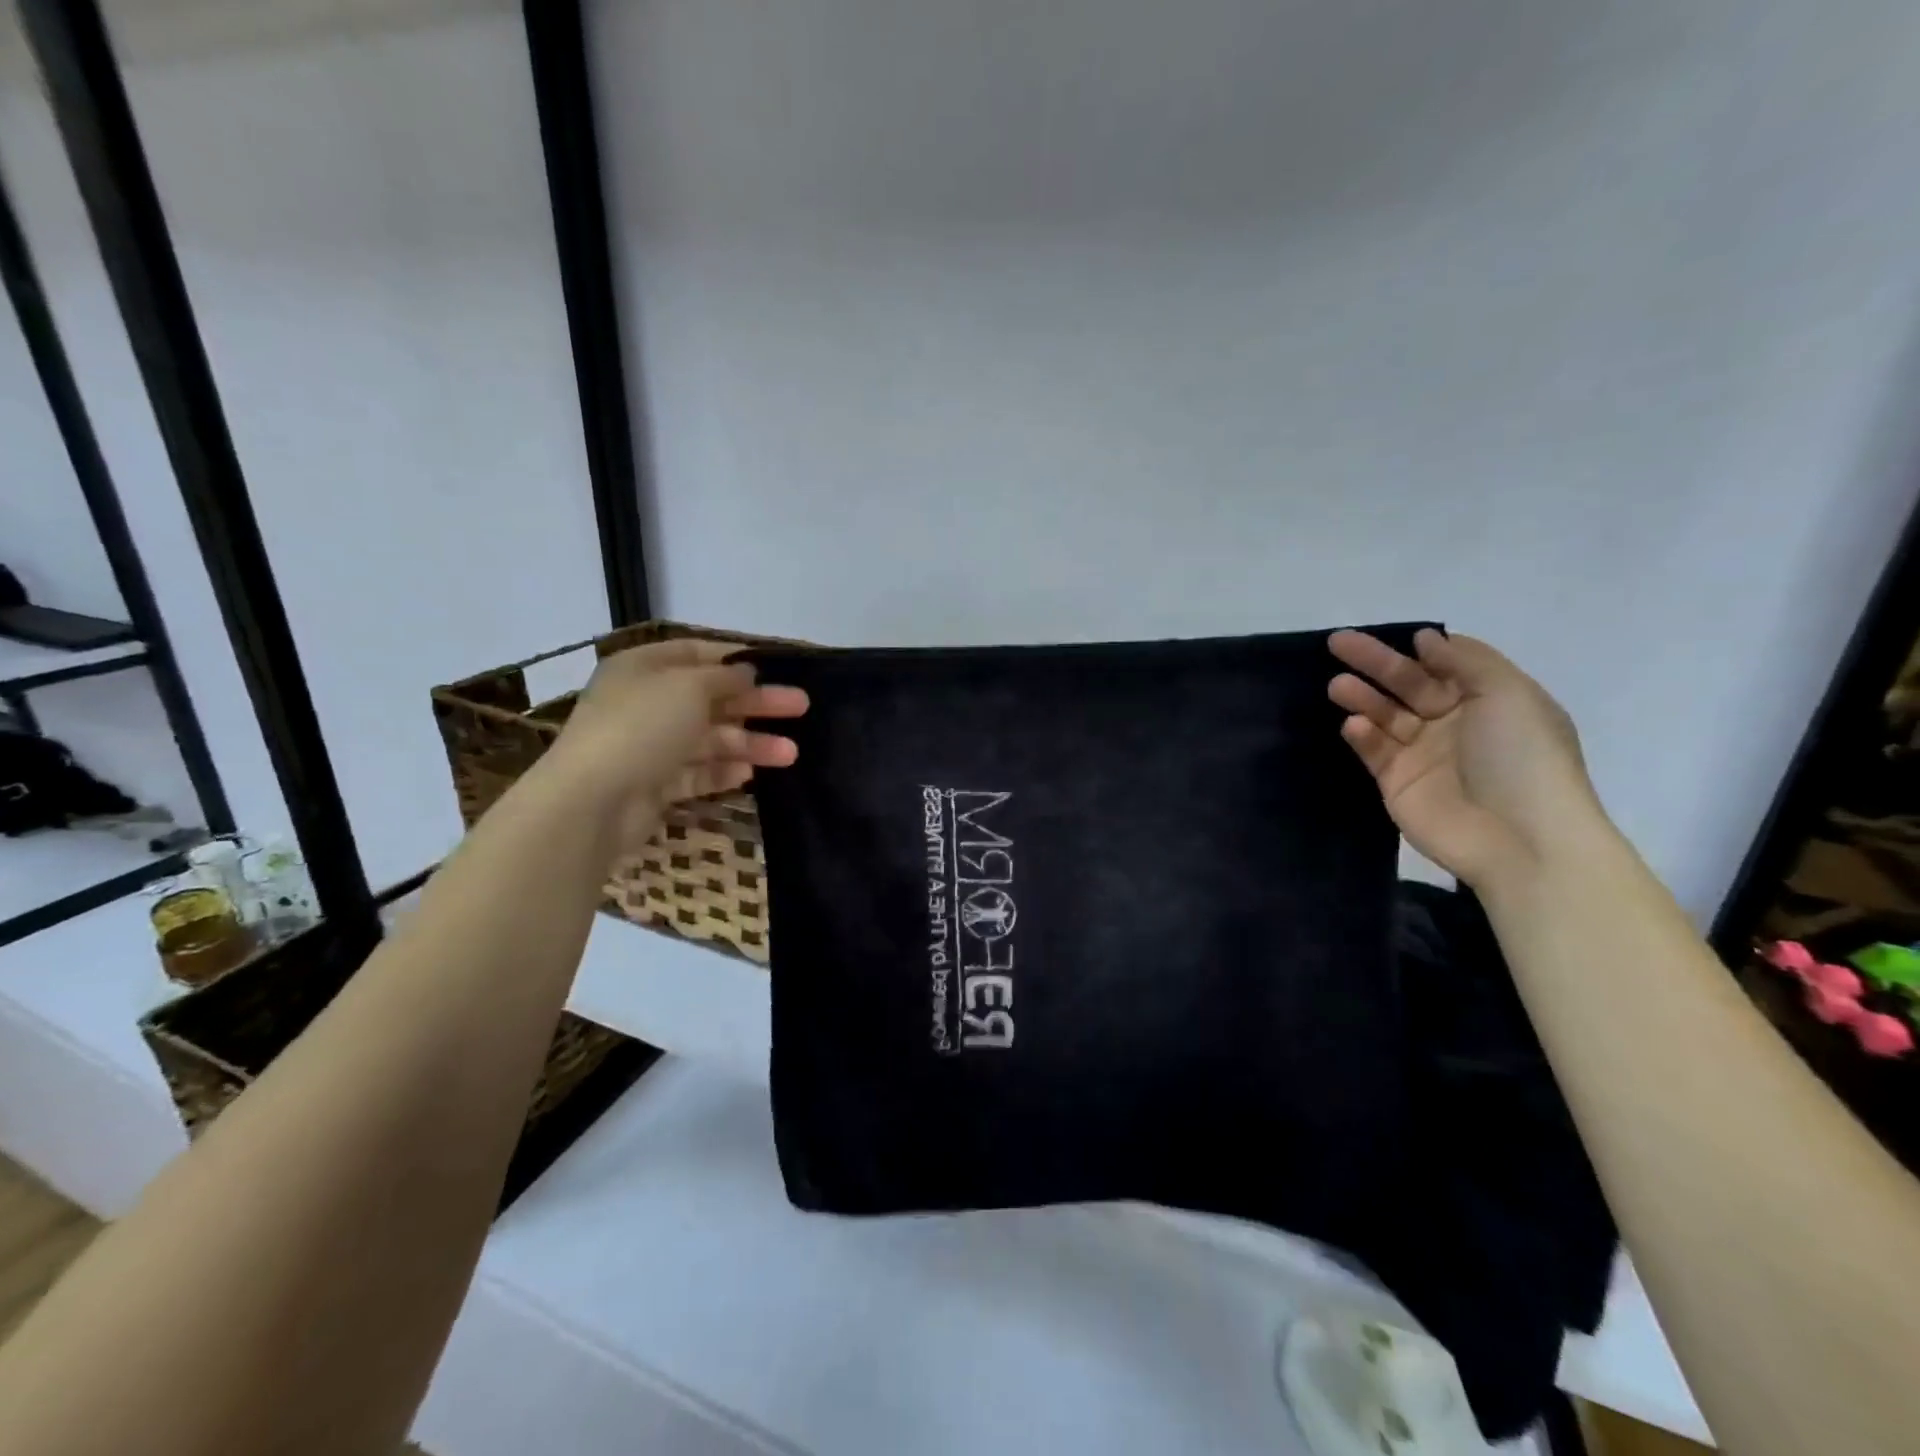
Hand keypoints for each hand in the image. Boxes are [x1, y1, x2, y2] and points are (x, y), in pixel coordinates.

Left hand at [542, 638, 807, 852]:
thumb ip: (724, 677)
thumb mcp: (689, 686)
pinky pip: (697, 772)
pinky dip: (724, 771)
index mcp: (644, 667)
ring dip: (751, 743)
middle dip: (757, 704)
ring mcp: (650, 746)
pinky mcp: (655, 784)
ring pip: (710, 739)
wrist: (593, 800)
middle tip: (801, 707)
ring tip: (791, 754)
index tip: (775, 669)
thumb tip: (745, 672)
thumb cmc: (642, 726)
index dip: (736, 660)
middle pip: (712, 698)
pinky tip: (751, 774)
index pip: (697, 654)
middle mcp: (646, 702)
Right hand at [1328, 629, 1606, 888]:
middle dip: (1376, 663)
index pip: (1446, 665)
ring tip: (1337, 686)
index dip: (1422, 650)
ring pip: (1385, 715)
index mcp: (1490, 700)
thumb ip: (1466, 660)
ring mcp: (1423, 754)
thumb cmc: (1522, 757)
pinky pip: (1374, 751)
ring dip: (1362, 697)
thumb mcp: (1509, 694)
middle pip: (1408, 684)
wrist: (1519, 838)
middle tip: (1338, 643)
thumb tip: (1427, 639)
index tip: (1397, 636)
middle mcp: (1454, 723)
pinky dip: (1362, 736)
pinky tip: (1353, 725)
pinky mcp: (1397, 782)